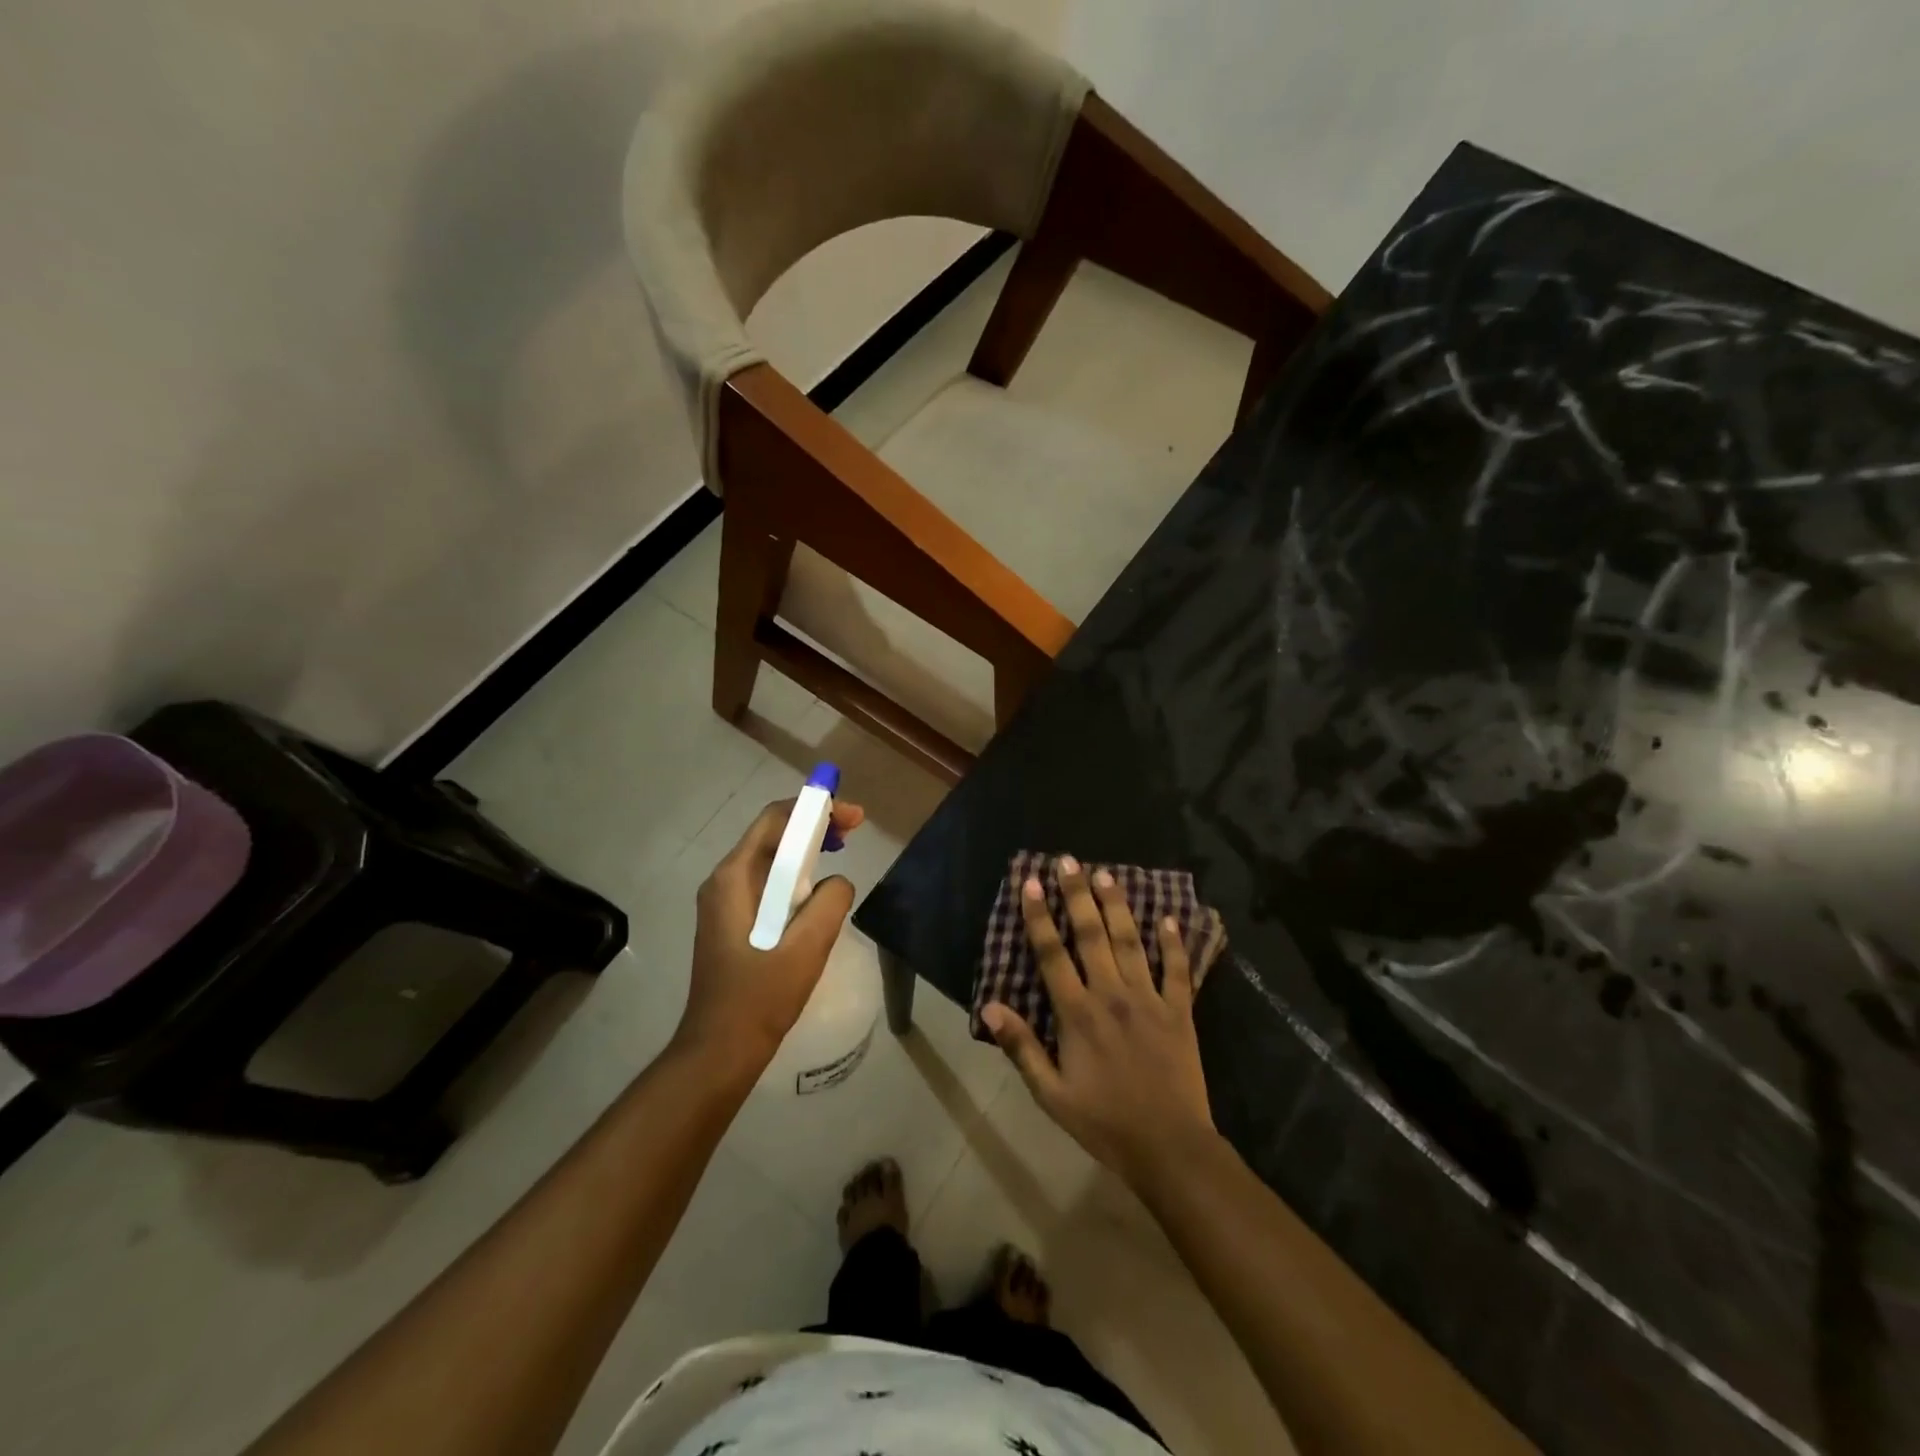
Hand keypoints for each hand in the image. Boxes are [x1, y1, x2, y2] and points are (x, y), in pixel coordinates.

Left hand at [678, 797, 865, 1071]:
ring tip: (841, 850)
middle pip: (771, 834)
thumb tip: (837, 882)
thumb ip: (830, 902)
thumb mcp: (807, 948)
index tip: (853, 817)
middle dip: (813, 825)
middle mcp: (723, 881)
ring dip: (805, 849)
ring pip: (769, 858)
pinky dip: (794, 874)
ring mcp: (723, 902)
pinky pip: (766, 882)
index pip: (774, 820)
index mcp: (733, 878)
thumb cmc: (760, 998)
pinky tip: (816, 889)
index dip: (815, 809)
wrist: (719, 1050)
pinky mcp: (731, 921)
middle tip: (854, 829)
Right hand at [982, 857, 1216, 1191]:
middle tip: (1068, 861)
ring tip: (1106, 874)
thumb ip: (1021, 1047)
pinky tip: (1168, 919)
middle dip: (1076, 894)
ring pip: (1130, 942)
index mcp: (1077, 1014)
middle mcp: (1112, 995)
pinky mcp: (1179, 1011)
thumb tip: (990, 1006)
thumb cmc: (1103, 1122)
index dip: (1038, 917)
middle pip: (1092, 935)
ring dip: (1117, 906)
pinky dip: (1172, 943)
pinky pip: (1176, 970)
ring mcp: (1149, 1000)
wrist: (1169, 1147)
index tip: (1030, 883)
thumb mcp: (1051, 1094)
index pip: (1052, 954)